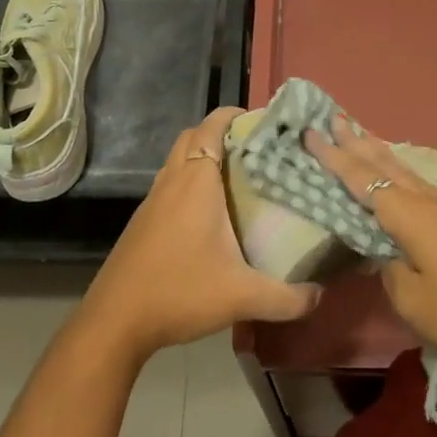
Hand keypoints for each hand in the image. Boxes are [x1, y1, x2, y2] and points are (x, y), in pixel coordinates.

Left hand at [78, 107, 321, 360]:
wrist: (115, 320)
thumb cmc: (180, 292)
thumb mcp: (242, 297)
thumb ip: (287, 297)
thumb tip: (320, 295)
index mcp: (197, 182)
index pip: (212, 127)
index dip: (234, 115)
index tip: (262, 122)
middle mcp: (172, 181)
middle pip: (192, 136)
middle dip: (220, 132)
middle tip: (253, 149)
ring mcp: (153, 200)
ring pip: (177, 159)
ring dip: (201, 156)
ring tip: (235, 176)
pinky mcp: (142, 220)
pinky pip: (169, 183)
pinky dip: (188, 181)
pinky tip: (207, 213)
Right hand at [304, 119, 436, 375]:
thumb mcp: (413, 300)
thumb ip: (388, 271)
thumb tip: (381, 252)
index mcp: (406, 215)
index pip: (360, 179)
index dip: (333, 157)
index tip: (310, 132)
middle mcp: (422, 201)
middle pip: (381, 162)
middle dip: (354, 141)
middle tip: (331, 117)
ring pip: (400, 167)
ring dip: (375, 148)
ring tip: (357, 130)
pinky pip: (413, 179)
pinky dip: (394, 166)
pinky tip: (395, 169)